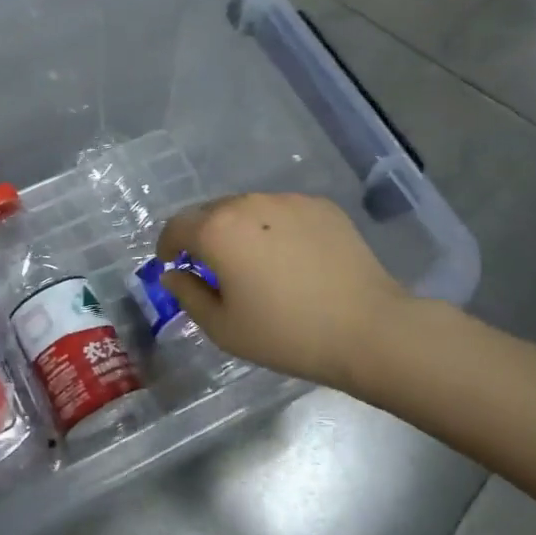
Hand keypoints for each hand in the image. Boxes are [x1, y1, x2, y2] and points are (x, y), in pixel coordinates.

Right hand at [155, 193, 413, 390]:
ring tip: (255, 263)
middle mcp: (248, 203)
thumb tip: (174, 274)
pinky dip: (275, 229)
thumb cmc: (286, 334)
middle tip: (212, 268)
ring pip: (249, 209)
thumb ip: (188, 295)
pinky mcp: (320, 206)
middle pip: (211, 212)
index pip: (177, 226)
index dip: (167, 245)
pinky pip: (283, 212)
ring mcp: (288, 200)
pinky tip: (292, 259)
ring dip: (240, 230)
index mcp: (217, 230)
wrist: (368, 328)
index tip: (171, 263)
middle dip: (203, 236)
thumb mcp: (224, 328)